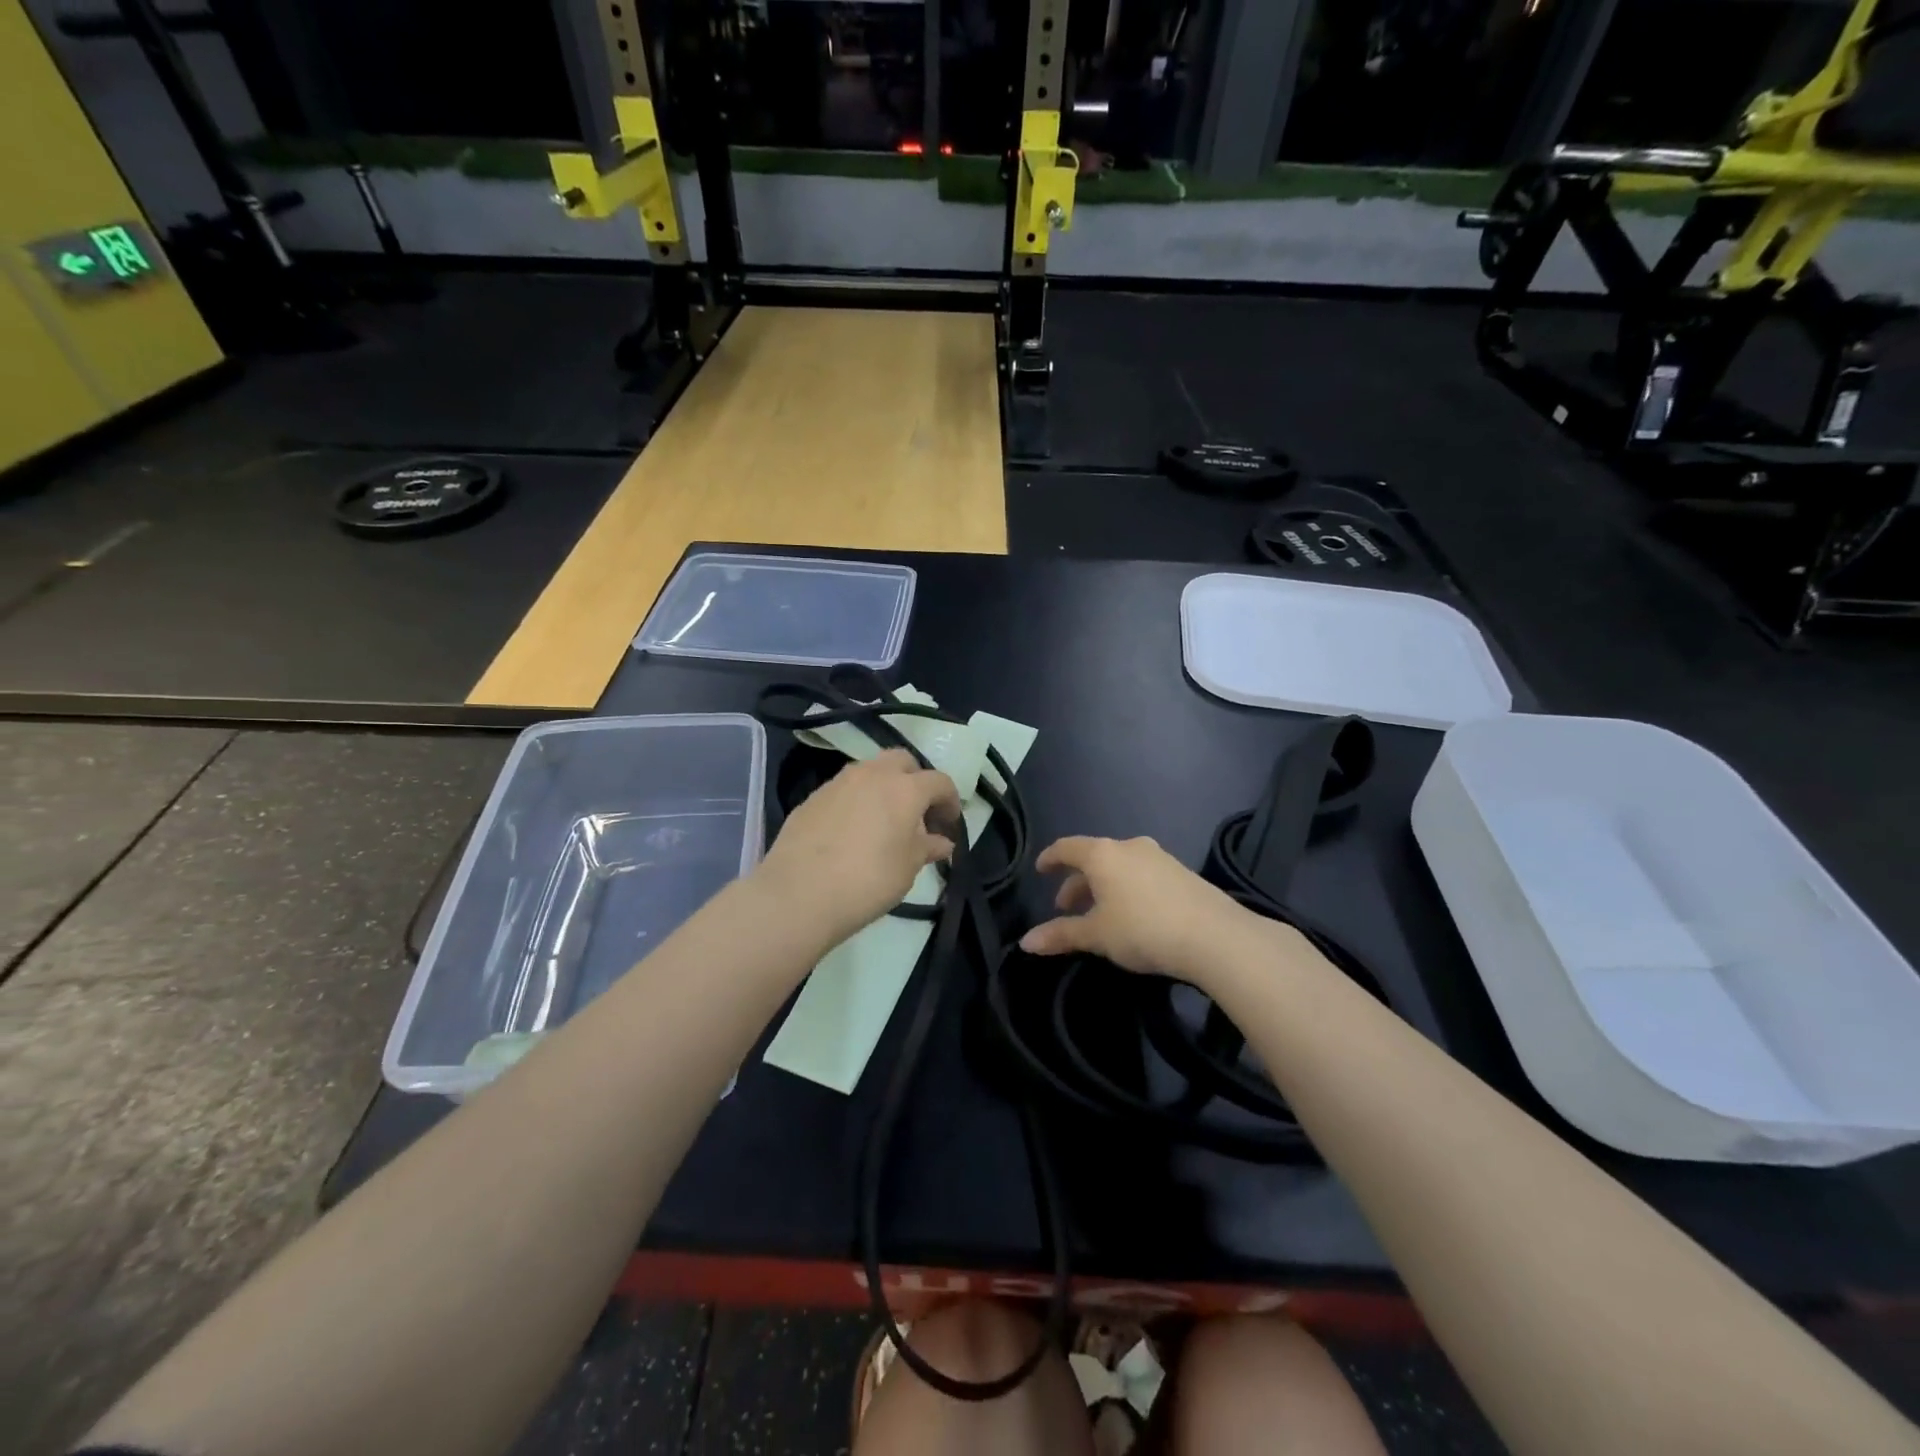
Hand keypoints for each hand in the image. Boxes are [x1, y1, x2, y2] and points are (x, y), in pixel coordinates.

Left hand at [757, 748, 961, 945]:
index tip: (949, 826)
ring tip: (884, 822)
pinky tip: (853, 832)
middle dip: (916, 781)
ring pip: (870, 771)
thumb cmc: (868, 880)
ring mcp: (838, 782)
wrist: (798, 893)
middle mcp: (872, 774)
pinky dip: (857, 801)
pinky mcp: (812, 797)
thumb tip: (942, 842)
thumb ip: (928, 848)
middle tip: (918, 814)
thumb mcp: (908, 868)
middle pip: (902, 762)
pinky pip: (844, 789)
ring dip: (884, 788)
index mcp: (904, 787)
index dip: (950, 801)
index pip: (939, 781)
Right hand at [1020, 836, 1256, 980]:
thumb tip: (1026, 942)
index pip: (1067, 847)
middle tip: (1066, 908)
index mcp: (1103, 854)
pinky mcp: (1182, 873)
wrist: (1215, 936)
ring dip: (1103, 887)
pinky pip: (1142, 875)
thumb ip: (1061, 935)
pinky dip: (1127, 889)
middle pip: (1094, 858)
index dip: (1050, 858)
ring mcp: (1160, 858)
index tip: (1040, 869)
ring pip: (1120, 868)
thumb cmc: (1143, 929)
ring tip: (1099, 915)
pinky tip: (1133, 915)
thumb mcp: (1096, 935)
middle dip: (1077, 883)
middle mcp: (1129, 847)